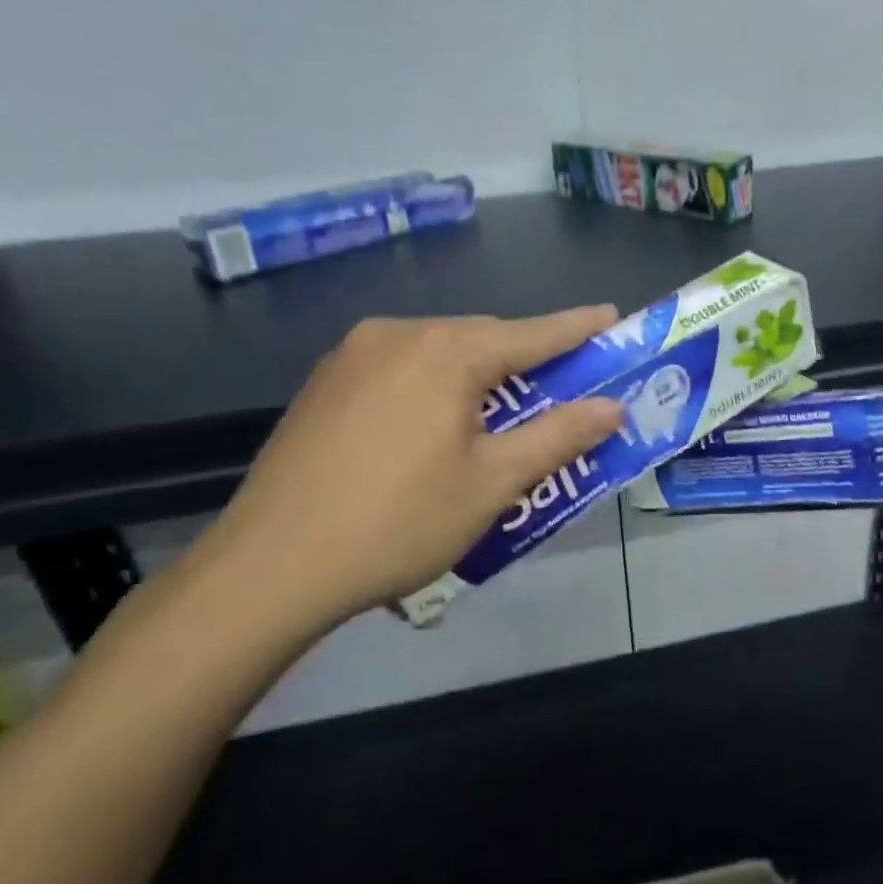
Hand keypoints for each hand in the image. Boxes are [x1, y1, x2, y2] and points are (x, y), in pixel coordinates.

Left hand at [185, 309, 624, 640]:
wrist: (269, 567)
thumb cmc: (398, 522)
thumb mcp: (492, 482)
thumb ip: (558, 436)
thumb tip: (612, 407)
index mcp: (445, 352)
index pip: (531, 334)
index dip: (577, 328)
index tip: (612, 315)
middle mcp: (397, 335)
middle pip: (482, 339)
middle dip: (526, 358)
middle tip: (563, 382)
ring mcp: (351, 355)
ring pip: (438, 352)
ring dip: (478, 374)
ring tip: (502, 411)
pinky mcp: (324, 383)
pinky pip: (401, 368)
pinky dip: (435, 384)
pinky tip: (435, 424)